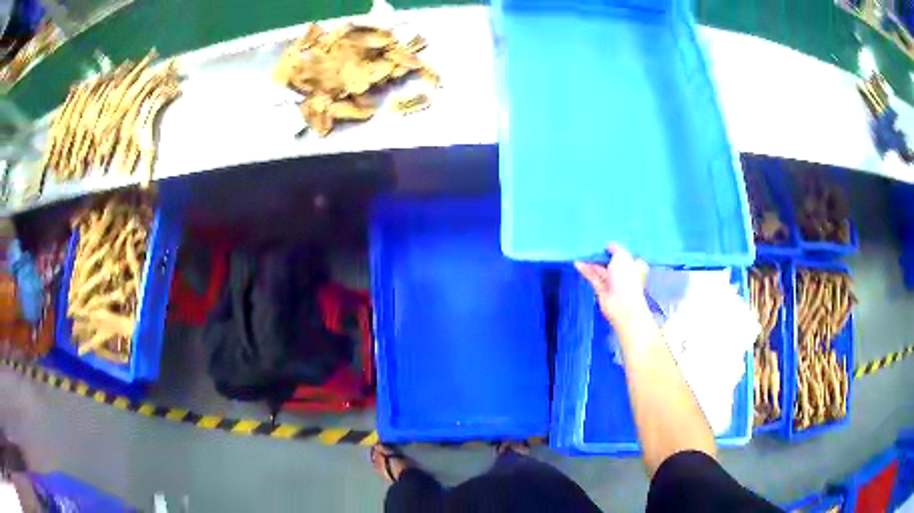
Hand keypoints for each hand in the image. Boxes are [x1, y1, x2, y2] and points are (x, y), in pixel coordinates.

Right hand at [574, 244, 648, 325]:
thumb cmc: (627, 279)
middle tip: (592, 245)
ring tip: (582, 252)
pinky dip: (587, 271)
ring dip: (592, 262)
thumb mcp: (623, 256)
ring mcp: (613, 283)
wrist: (622, 305)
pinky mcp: (603, 290)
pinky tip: (579, 263)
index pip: (626, 255)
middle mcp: (625, 274)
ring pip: (601, 270)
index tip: (607, 242)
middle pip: (612, 262)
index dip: (617, 249)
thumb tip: (610, 246)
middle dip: (602, 255)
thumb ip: (616, 249)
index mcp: (635, 265)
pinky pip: (594, 278)